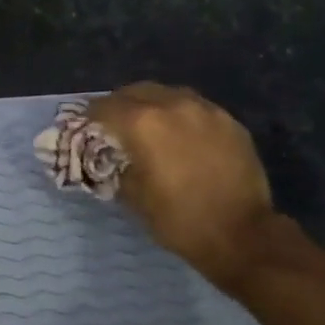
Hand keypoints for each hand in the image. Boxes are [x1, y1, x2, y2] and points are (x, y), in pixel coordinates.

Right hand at [88, 82, 281, 290]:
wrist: (240, 233)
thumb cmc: (178, 220)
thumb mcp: (134, 198)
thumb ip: (118, 169)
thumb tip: (114, 160)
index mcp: (144, 125)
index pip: (105, 107)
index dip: (89, 115)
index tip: (83, 125)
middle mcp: (174, 106)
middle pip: (137, 91)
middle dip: (120, 104)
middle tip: (112, 122)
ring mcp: (206, 111)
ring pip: (169, 94)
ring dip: (151, 105)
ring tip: (146, 125)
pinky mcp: (229, 122)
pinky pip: (196, 108)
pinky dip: (179, 115)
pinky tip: (179, 136)